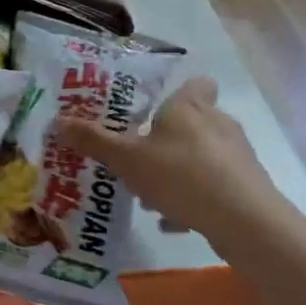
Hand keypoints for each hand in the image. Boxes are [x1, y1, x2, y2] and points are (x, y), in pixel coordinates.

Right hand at [55, 76, 303, 257]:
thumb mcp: (127, 159)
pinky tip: (173, 220)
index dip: (179, 92)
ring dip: (178, 171)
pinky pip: (213, 186)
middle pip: (194, 122)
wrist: (244, 221)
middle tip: (139, 157)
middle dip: (167, 139)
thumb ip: (94, 140)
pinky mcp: (247, 187)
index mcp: (190, 107)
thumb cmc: (181, 175)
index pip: (196, 83)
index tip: (154, 111)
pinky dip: (194, 198)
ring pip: (201, 156)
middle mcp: (218, 123)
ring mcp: (237, 156)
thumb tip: (58, 121)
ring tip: (150, 195)